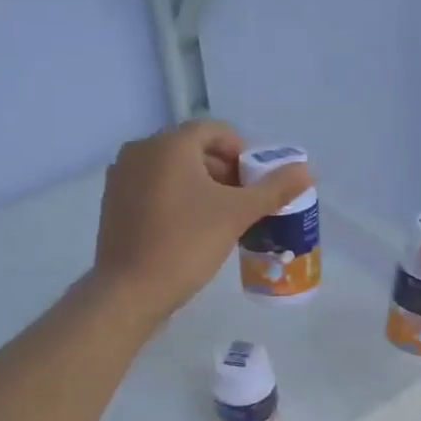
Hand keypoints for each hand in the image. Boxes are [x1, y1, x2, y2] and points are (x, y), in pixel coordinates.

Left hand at [92, 119, 312, 325]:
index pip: (215, 130)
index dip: (242, 153)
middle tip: (243, 203)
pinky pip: (153, 188)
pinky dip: (175, 198)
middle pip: (193, 149)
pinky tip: (189, 229)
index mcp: (169, 144)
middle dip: (223, 171)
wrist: (130, 290)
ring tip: (220, 219)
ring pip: (172, 170)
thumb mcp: (236, 215)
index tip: (256, 184)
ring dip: (200, 186)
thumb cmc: (186, 245)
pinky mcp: (113, 203)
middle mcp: (140, 150)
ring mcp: (121, 177)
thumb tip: (307, 170)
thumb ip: (273, 189)